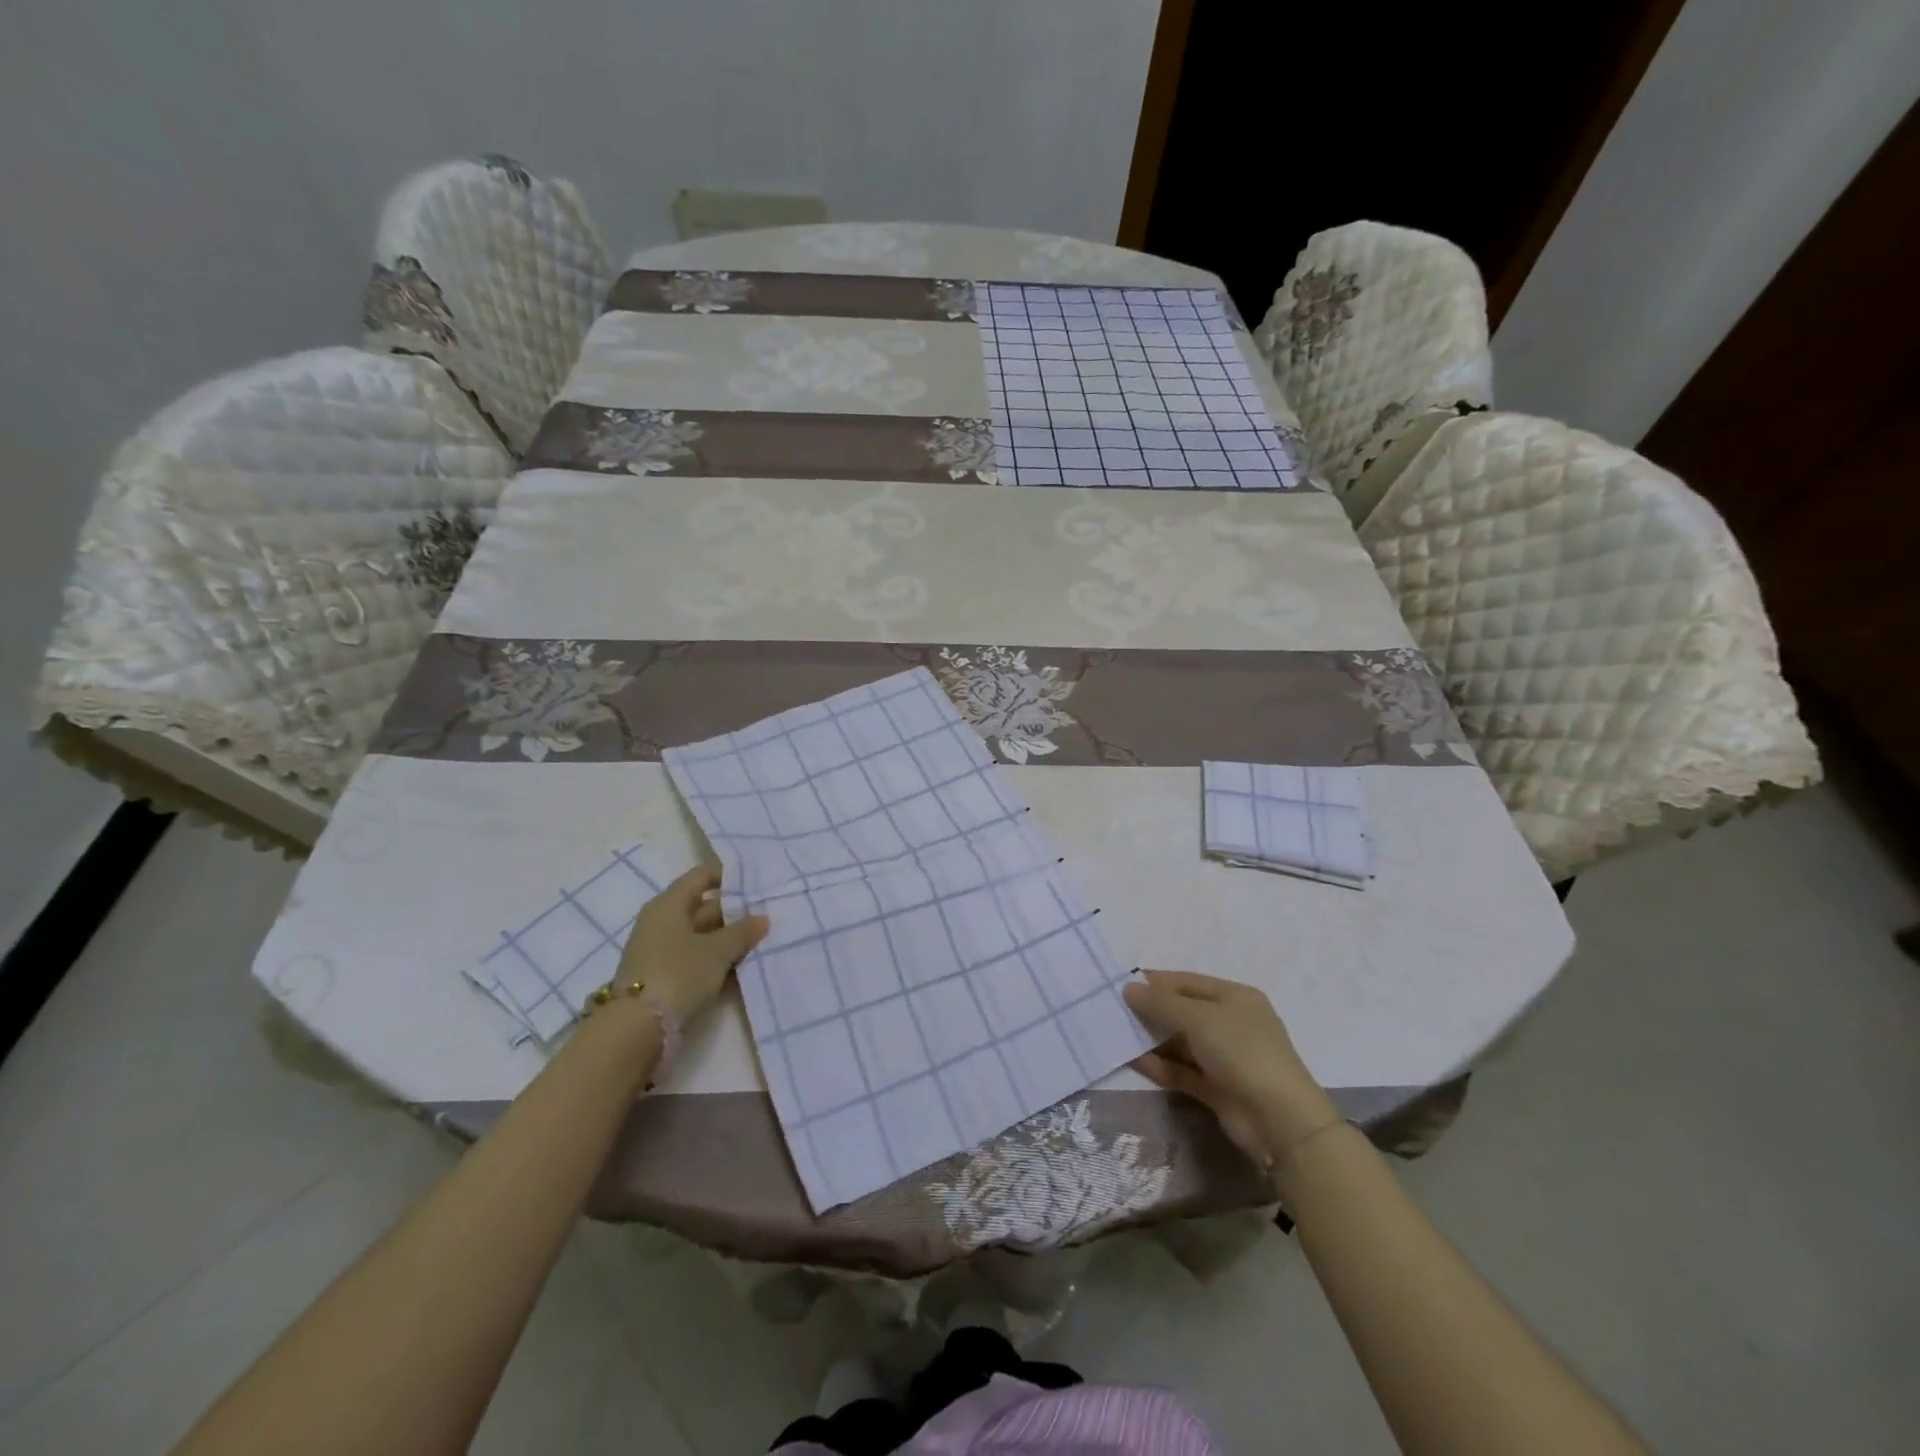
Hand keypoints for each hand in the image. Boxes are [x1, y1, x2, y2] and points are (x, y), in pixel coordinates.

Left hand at [616, 865, 768, 1023]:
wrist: (637, 1029)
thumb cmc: (678, 973)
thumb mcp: (717, 951)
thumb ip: (742, 932)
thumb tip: (762, 918)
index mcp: (669, 904)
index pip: (701, 877)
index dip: (728, 875)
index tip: (757, 879)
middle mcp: (662, 922)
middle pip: (703, 907)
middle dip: (735, 911)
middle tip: (769, 913)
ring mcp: (662, 951)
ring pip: (702, 936)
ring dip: (729, 939)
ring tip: (763, 940)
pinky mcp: (665, 977)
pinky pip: (697, 958)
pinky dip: (718, 960)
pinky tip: (744, 966)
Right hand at [1124, 970, 1340, 1171]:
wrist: (1279, 1121)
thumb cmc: (1241, 1052)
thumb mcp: (1199, 1018)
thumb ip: (1161, 1003)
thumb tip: (1129, 988)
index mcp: (1235, 997)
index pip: (1187, 982)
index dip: (1156, 982)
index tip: (1121, 984)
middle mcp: (1230, 1023)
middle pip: (1183, 1011)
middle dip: (1150, 1011)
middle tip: (1113, 1010)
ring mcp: (1224, 1057)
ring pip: (1180, 1042)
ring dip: (1151, 1039)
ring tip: (1116, 1034)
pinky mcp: (1216, 1088)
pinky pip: (1182, 1070)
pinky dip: (1160, 1065)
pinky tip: (1132, 1060)